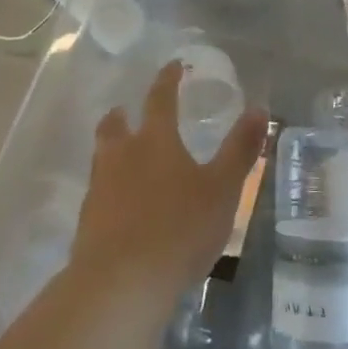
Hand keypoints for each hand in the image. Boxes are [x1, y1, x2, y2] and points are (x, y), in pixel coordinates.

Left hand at [71, 63, 269, 295]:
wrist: (121, 282)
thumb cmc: (180, 228)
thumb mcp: (223, 189)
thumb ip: (240, 149)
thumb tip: (259, 109)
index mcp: (156, 140)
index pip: (160, 99)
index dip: (167, 80)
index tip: (172, 66)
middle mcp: (122, 155)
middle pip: (116, 125)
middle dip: (123, 115)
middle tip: (126, 110)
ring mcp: (100, 188)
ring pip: (102, 156)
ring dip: (112, 148)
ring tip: (122, 154)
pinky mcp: (88, 221)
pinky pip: (98, 191)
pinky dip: (109, 187)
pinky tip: (120, 203)